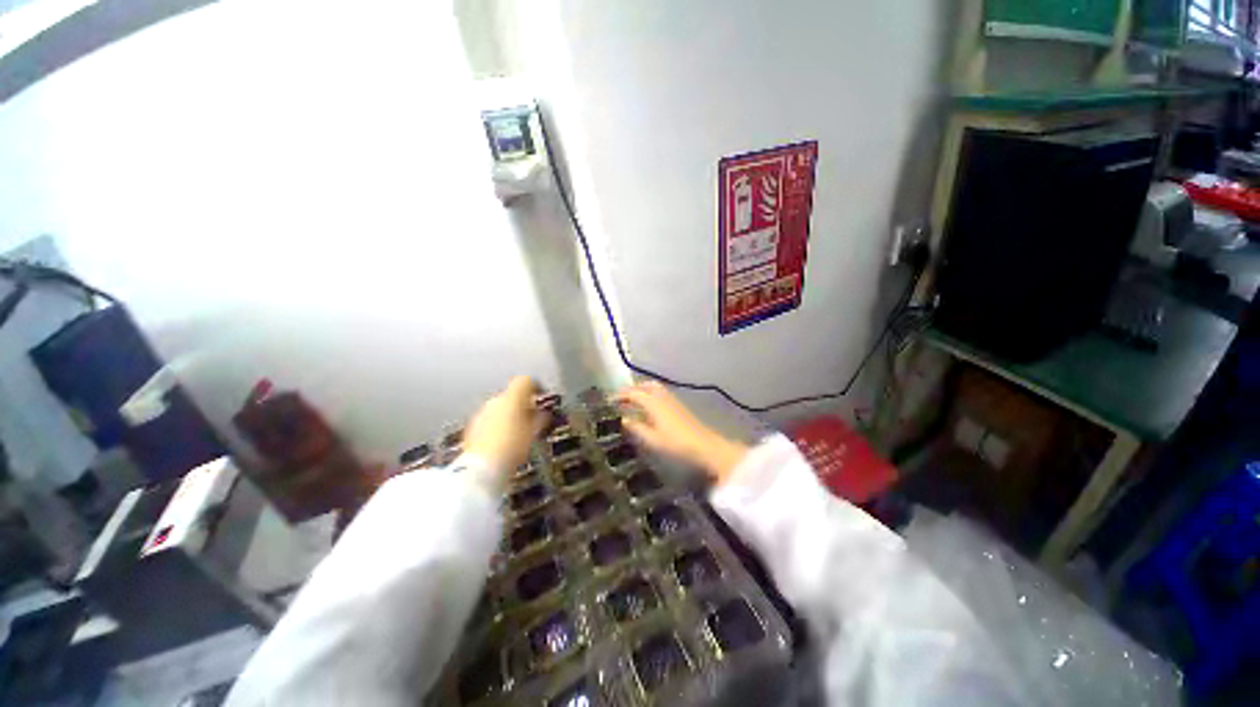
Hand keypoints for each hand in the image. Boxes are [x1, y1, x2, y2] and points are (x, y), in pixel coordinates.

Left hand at [462, 377, 548, 484]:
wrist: (482, 467)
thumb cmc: (511, 447)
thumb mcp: (534, 432)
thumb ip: (541, 418)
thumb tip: (544, 414)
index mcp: (512, 397)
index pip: (526, 380)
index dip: (536, 386)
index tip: (542, 394)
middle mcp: (495, 400)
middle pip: (512, 394)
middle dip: (523, 404)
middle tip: (534, 417)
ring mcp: (482, 413)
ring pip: (500, 407)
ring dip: (510, 414)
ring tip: (520, 431)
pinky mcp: (473, 427)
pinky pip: (489, 419)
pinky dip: (498, 424)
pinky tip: (505, 439)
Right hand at [615, 382, 747, 484]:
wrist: (704, 446)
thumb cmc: (676, 443)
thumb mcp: (652, 439)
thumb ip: (635, 427)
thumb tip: (621, 419)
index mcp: (653, 403)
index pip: (633, 393)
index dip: (620, 396)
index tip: (608, 401)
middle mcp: (662, 397)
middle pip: (644, 386)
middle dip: (631, 389)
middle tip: (620, 399)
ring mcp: (672, 400)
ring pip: (653, 387)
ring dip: (641, 390)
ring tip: (632, 401)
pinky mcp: (678, 405)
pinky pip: (660, 393)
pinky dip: (649, 395)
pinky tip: (648, 407)